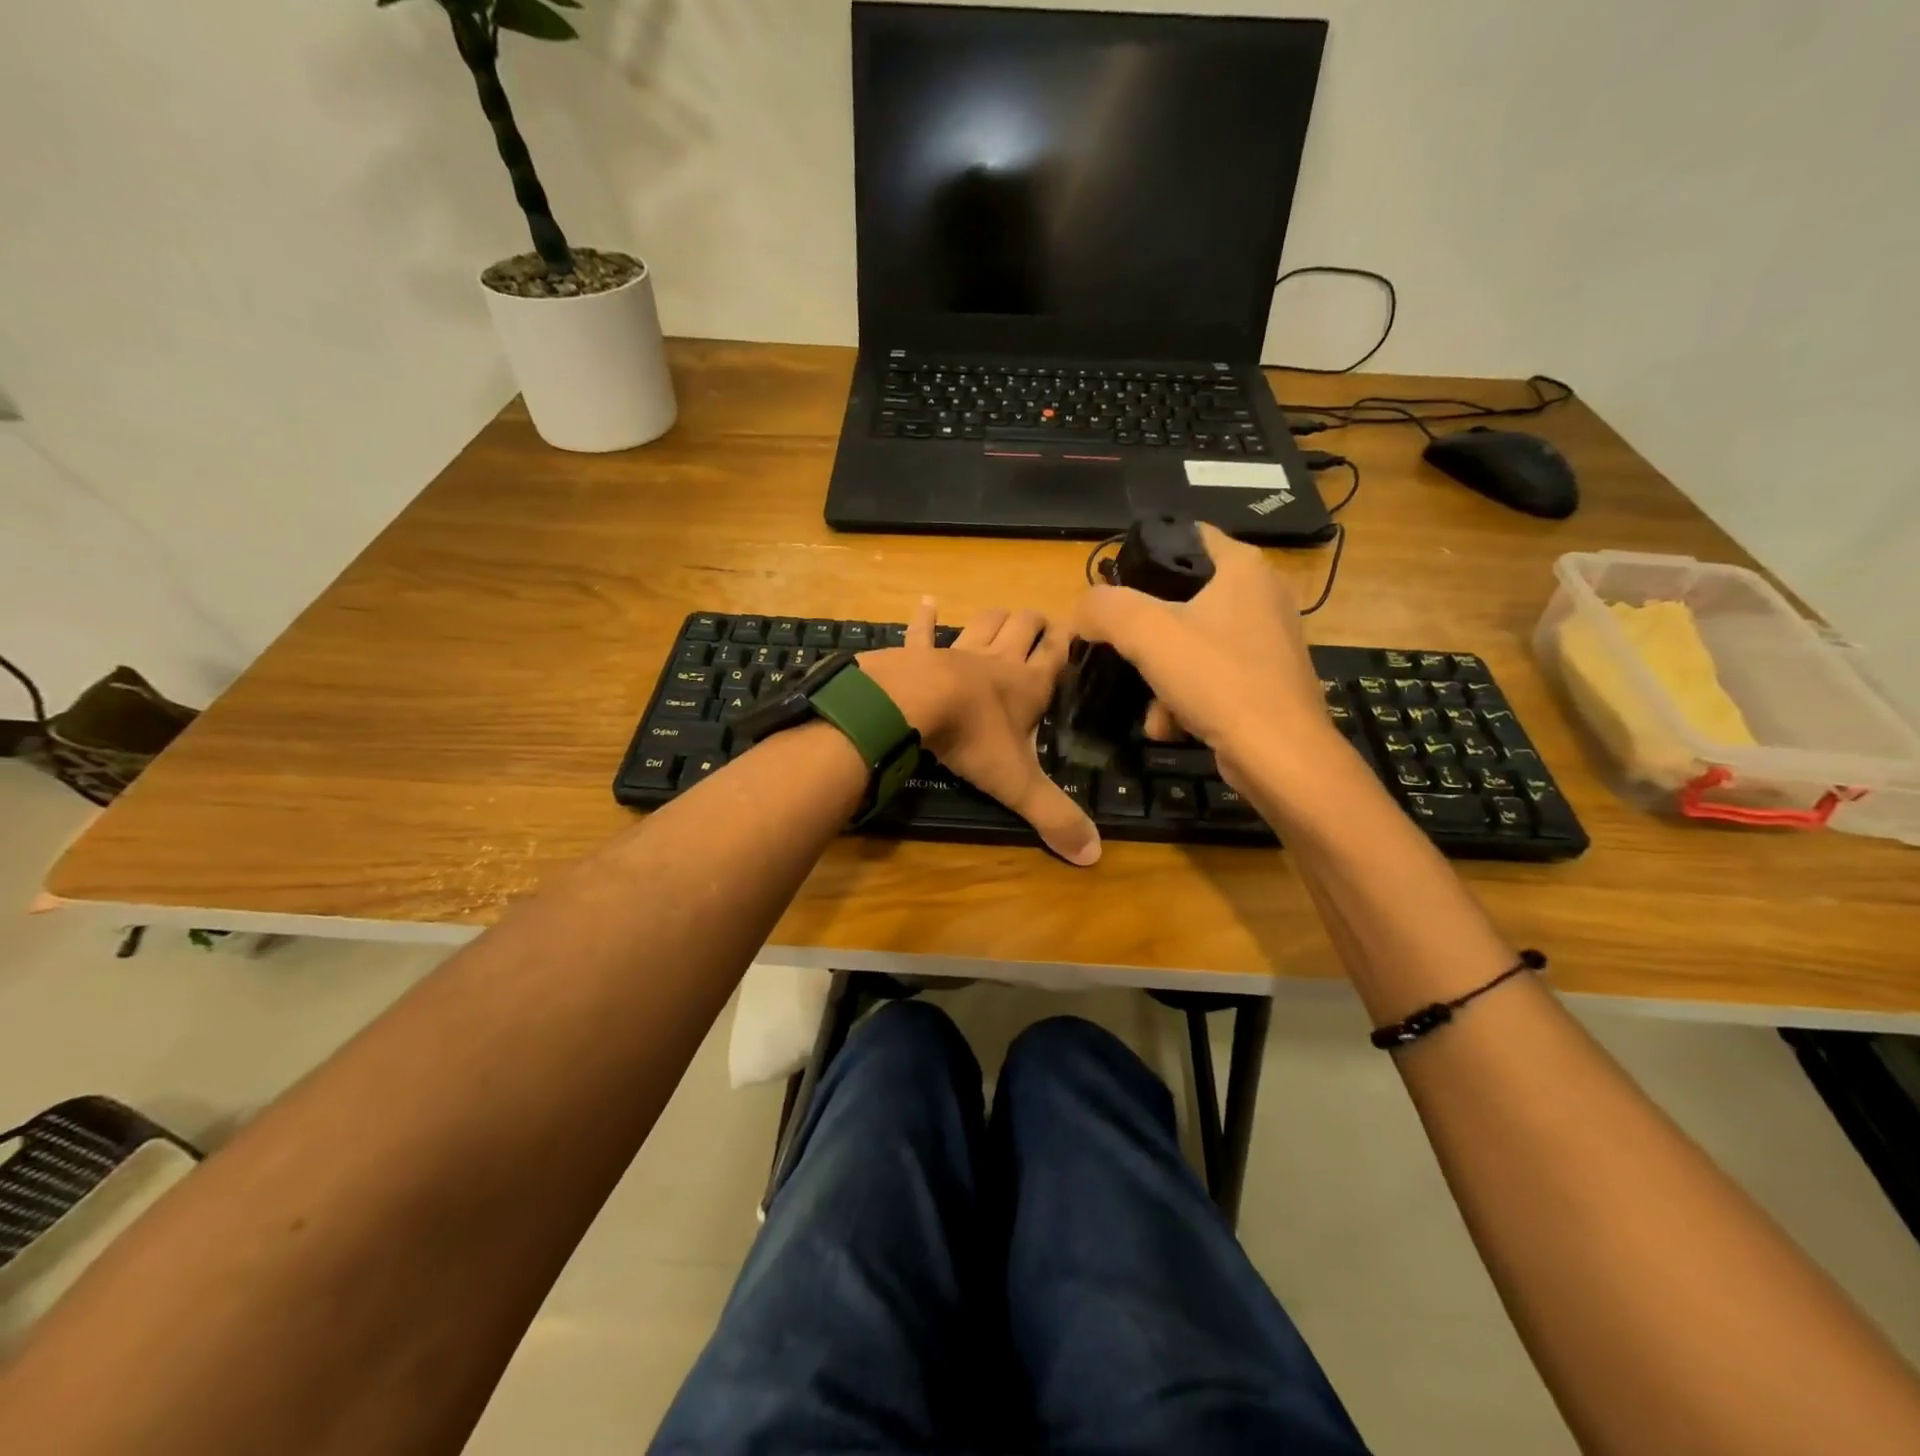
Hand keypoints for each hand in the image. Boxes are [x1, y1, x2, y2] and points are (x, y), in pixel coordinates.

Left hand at [859, 598, 1100, 866]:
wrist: (913, 706)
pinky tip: (926, 603)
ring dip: (995, 618)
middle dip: (1035, 623)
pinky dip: (925, 619)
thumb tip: (1094, 855)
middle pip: (1024, 626)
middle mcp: (998, 660)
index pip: (1057, 653)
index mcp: (1027, 685)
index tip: (1078, 632)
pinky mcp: (919, 653)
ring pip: (984, 622)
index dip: (1069, 641)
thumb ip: (1054, 816)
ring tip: (1003, 617)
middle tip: (1042, 627)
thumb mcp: (1018, 783)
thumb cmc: (972, 739)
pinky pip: (923, 631)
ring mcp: (957, 651)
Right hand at [1073, 523, 1347, 788]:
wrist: (1279, 755)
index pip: (1186, 537)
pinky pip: (1209, 679)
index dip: (1143, 556)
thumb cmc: (1218, 679)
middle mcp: (1261, 597)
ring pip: (1190, 645)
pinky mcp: (1264, 682)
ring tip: (1150, 708)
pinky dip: (1184, 700)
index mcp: (1243, 568)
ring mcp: (1266, 642)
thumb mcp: (1147, 633)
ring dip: (1159, 677)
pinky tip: (1170, 726)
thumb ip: (1104, 609)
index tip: (1112, 588)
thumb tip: (1082, 610)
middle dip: (1145, 633)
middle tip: (1119, 649)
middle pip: (1182, 599)